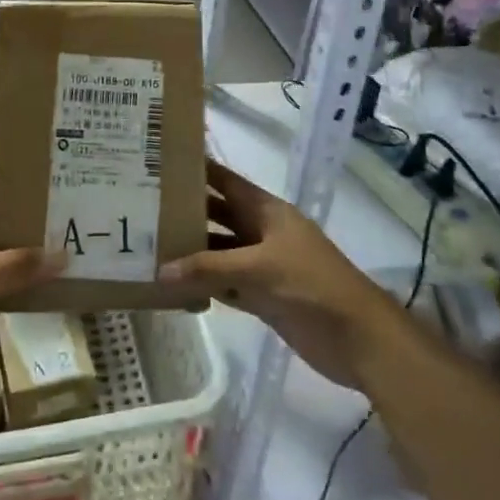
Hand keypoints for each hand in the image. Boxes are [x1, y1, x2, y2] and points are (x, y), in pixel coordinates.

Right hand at [158, 160, 400, 388]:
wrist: (358, 338)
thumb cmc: (312, 286)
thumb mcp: (258, 269)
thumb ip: (209, 268)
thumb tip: (161, 270)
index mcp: (267, 211)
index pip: (225, 181)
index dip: (198, 170)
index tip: (160, 162)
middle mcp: (262, 232)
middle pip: (218, 216)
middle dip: (186, 213)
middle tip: (141, 208)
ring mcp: (262, 265)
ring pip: (219, 252)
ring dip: (191, 253)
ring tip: (148, 248)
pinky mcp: (263, 296)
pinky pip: (226, 285)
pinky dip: (204, 286)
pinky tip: (174, 288)